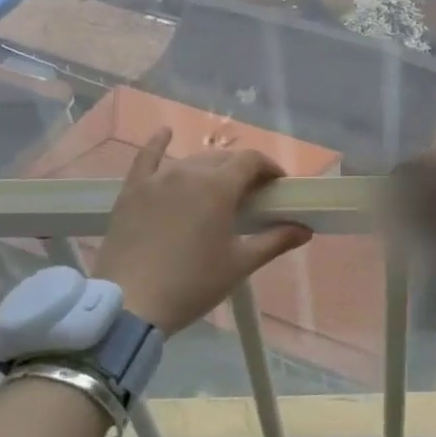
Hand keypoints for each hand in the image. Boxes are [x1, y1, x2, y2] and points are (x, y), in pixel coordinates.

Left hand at [91, 128, 312, 332]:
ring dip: (211, 168)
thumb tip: (305, 230)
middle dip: (243, 170)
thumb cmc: (193, 284)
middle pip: (223, 158)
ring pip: (192, 160)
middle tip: (251, 195)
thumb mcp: (240, 264)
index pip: (251, 161)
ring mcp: (156, 180)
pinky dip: (157, 143)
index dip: (269, 168)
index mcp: (218, 187)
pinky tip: (165, 132)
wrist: (129, 305)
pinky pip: (146, 158)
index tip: (278, 187)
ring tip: (218, 187)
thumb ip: (275, 241)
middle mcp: (188, 172)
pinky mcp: (132, 191)